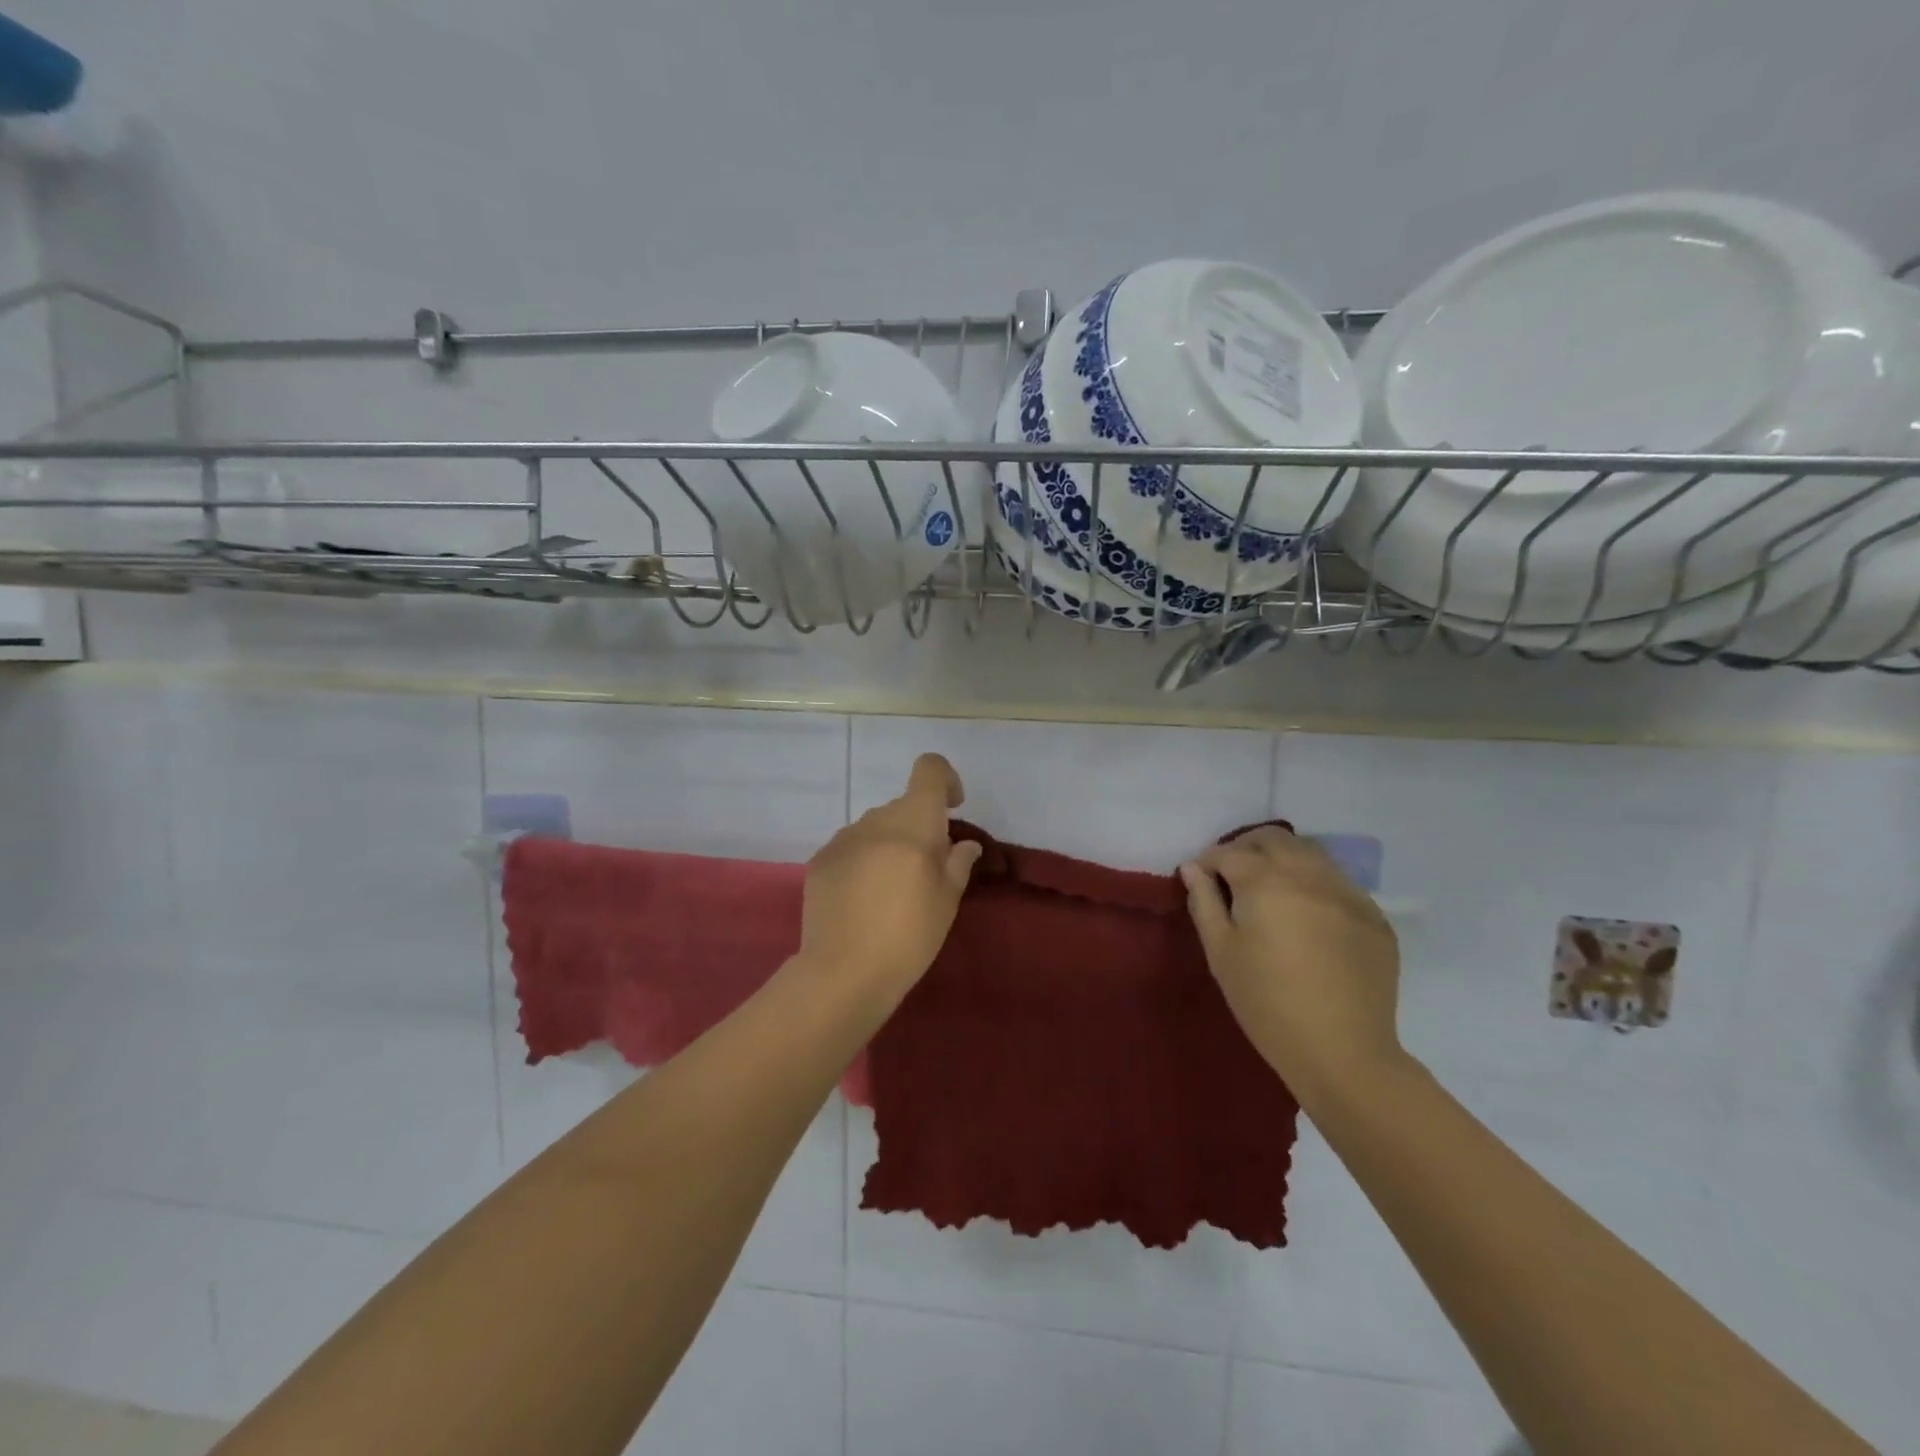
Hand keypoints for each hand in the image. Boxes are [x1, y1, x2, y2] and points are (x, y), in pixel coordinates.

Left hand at [795, 753, 981, 1011]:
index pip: (929, 769)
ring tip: (891, 890)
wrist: (843, 973)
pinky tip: (863, 900)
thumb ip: (958, 862)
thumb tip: (963, 844)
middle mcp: (876, 820)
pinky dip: (864, 860)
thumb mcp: (947, 901)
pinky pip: (852, 847)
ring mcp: (843, 839)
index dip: (945, 780)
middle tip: (926, 871)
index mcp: (913, 823)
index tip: (952, 809)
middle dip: (919, 827)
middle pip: (903, 806)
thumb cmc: (909, 937)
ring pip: (876, 827)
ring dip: (890, 844)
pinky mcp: (820, 860)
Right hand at [1180, 827, 1404, 1103]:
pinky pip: (1339, 882)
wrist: (1343, 1052)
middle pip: (1273, 839)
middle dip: (1246, 847)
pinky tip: (1308, 913)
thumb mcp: (1221, 953)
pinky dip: (1316, 883)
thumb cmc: (1266, 1003)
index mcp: (1265, 882)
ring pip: (1311, 852)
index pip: (1228, 854)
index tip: (1200, 879)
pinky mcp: (1374, 916)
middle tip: (1232, 872)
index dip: (1208, 862)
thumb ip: (1204, 902)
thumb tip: (1193, 869)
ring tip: (1270, 885)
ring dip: (1284, 857)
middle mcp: (1308, 874)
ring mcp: (1347, 893)